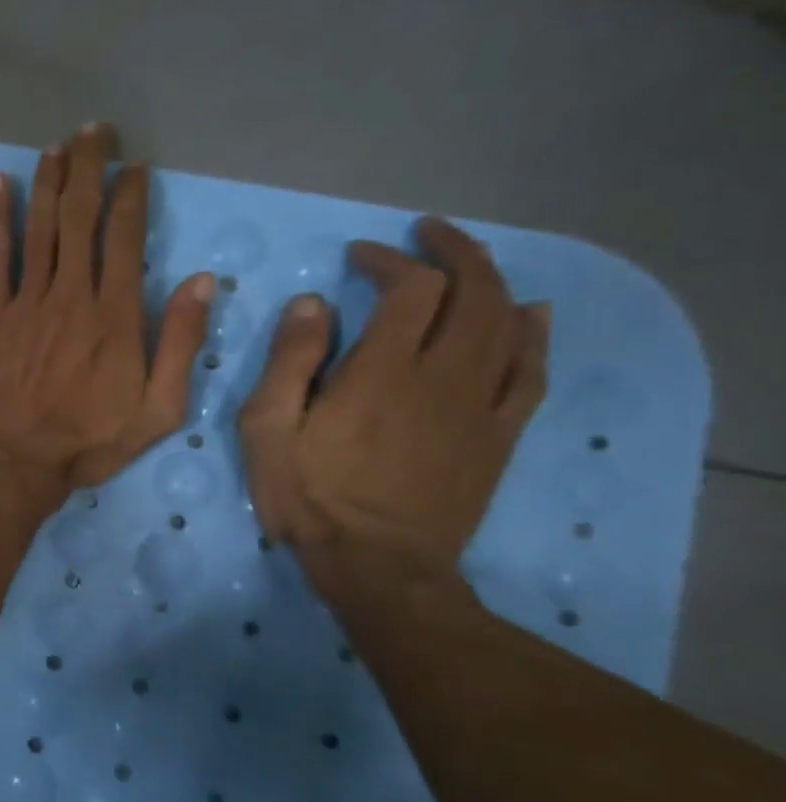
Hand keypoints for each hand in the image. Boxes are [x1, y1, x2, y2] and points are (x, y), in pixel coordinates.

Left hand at [0, 124, 215, 509]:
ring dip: (48, 182)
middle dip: (89, 169)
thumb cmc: (86, 443)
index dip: (131, 195)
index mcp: (115, 316)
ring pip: (40, 228)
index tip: (135, 165)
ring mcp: (25, 302)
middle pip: (80, 218)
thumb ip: (180, 342)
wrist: (11, 462)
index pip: (126, 237)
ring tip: (57, 145)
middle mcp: (70, 296)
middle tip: (95, 132)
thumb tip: (201, 280)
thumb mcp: (158, 409)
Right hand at [238, 218, 549, 585]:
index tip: (358, 256)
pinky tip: (528, 316)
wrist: (379, 566)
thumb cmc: (309, 496)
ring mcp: (479, 406)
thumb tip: (312, 304)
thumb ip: (289, 362)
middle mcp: (442, 377)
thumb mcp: (267, 429)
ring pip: (508, 325)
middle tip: (425, 236)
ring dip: (492, 282)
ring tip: (468, 264)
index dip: (389, 260)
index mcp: (381, 372)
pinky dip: (534, 335)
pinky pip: (532, 372)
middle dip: (452, 252)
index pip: (409, 289)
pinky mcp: (498, 435)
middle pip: (473, 293)